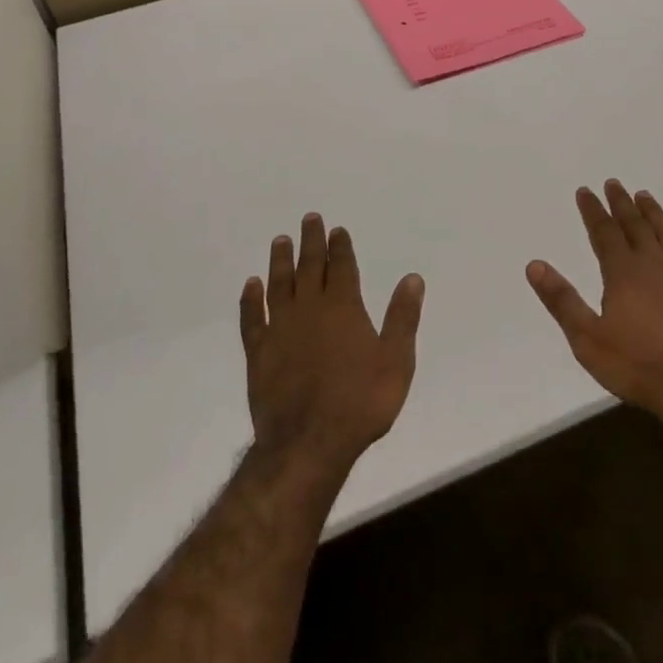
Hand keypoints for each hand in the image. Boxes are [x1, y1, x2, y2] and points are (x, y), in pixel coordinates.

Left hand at [240, 213, 424, 475]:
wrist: (308, 442)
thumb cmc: (360, 403)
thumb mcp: (396, 361)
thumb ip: (402, 318)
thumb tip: (412, 278)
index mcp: (343, 308)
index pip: (341, 267)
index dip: (340, 247)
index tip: (337, 229)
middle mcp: (309, 309)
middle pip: (309, 267)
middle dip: (310, 242)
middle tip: (309, 219)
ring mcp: (280, 329)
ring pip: (279, 285)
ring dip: (280, 261)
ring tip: (280, 240)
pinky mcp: (258, 353)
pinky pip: (252, 318)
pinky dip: (250, 300)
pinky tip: (251, 285)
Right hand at [527, 180, 662, 438]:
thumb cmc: (638, 365)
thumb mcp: (588, 339)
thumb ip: (562, 300)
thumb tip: (534, 265)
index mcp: (622, 273)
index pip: (603, 232)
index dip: (592, 210)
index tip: (585, 190)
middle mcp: (653, 265)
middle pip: (634, 226)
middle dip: (621, 204)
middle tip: (613, 183)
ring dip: (652, 213)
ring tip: (644, 195)